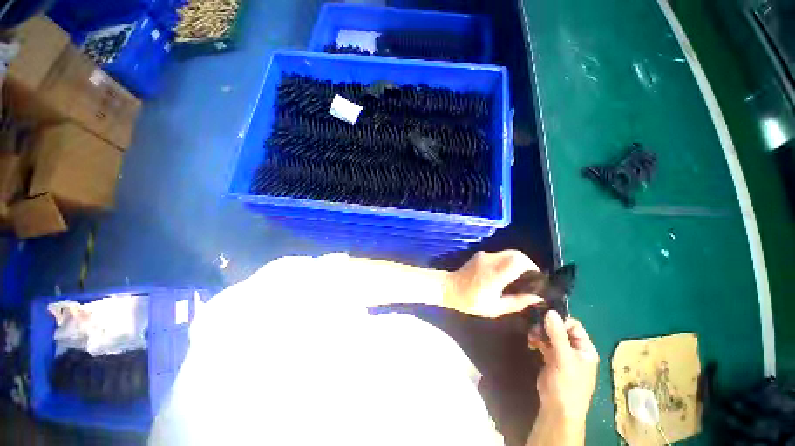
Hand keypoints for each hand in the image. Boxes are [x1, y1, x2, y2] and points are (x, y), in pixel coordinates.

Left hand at [442, 250, 542, 317]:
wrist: (449, 288)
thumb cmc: (470, 301)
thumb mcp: (495, 308)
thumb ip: (517, 302)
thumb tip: (536, 298)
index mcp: (494, 274)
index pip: (518, 261)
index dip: (532, 267)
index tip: (538, 279)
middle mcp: (490, 260)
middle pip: (516, 253)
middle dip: (528, 264)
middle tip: (532, 278)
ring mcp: (484, 255)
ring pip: (508, 253)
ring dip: (518, 262)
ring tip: (521, 277)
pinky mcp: (480, 254)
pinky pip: (500, 255)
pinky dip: (508, 261)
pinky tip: (507, 273)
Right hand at [535, 311, 598, 427]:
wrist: (557, 409)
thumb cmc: (567, 384)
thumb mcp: (563, 358)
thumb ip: (557, 334)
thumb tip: (550, 311)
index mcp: (585, 348)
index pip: (573, 325)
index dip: (559, 321)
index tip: (543, 320)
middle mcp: (575, 349)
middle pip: (560, 329)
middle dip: (546, 327)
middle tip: (534, 330)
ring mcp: (562, 354)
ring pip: (550, 335)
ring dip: (540, 334)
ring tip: (531, 338)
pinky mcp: (551, 359)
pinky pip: (544, 343)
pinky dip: (537, 341)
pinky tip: (531, 344)